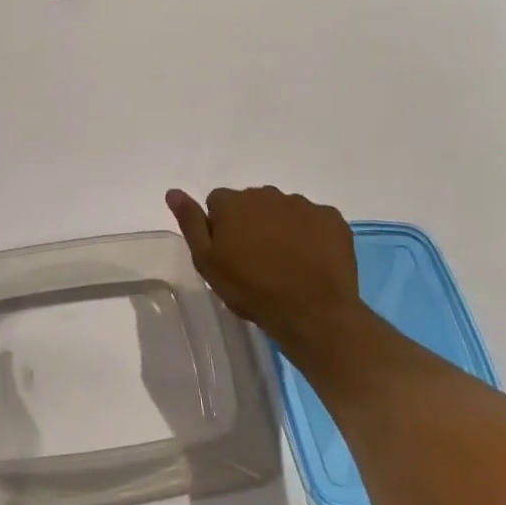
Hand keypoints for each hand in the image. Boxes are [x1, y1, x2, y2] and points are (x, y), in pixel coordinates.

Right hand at [165, 186, 363, 357]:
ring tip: (286, 262)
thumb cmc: (251, 289)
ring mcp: (302, 205)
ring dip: (280, 227)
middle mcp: (266, 194)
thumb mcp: (207, 261)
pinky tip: (311, 260)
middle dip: (251, 222)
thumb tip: (173, 191)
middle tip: (256, 259)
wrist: (312, 312)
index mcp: (232, 202)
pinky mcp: (332, 219)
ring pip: (283, 210)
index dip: (221, 226)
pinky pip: (315, 220)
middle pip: (251, 202)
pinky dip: (311, 234)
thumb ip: (190, 222)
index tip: (228, 252)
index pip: (217, 202)